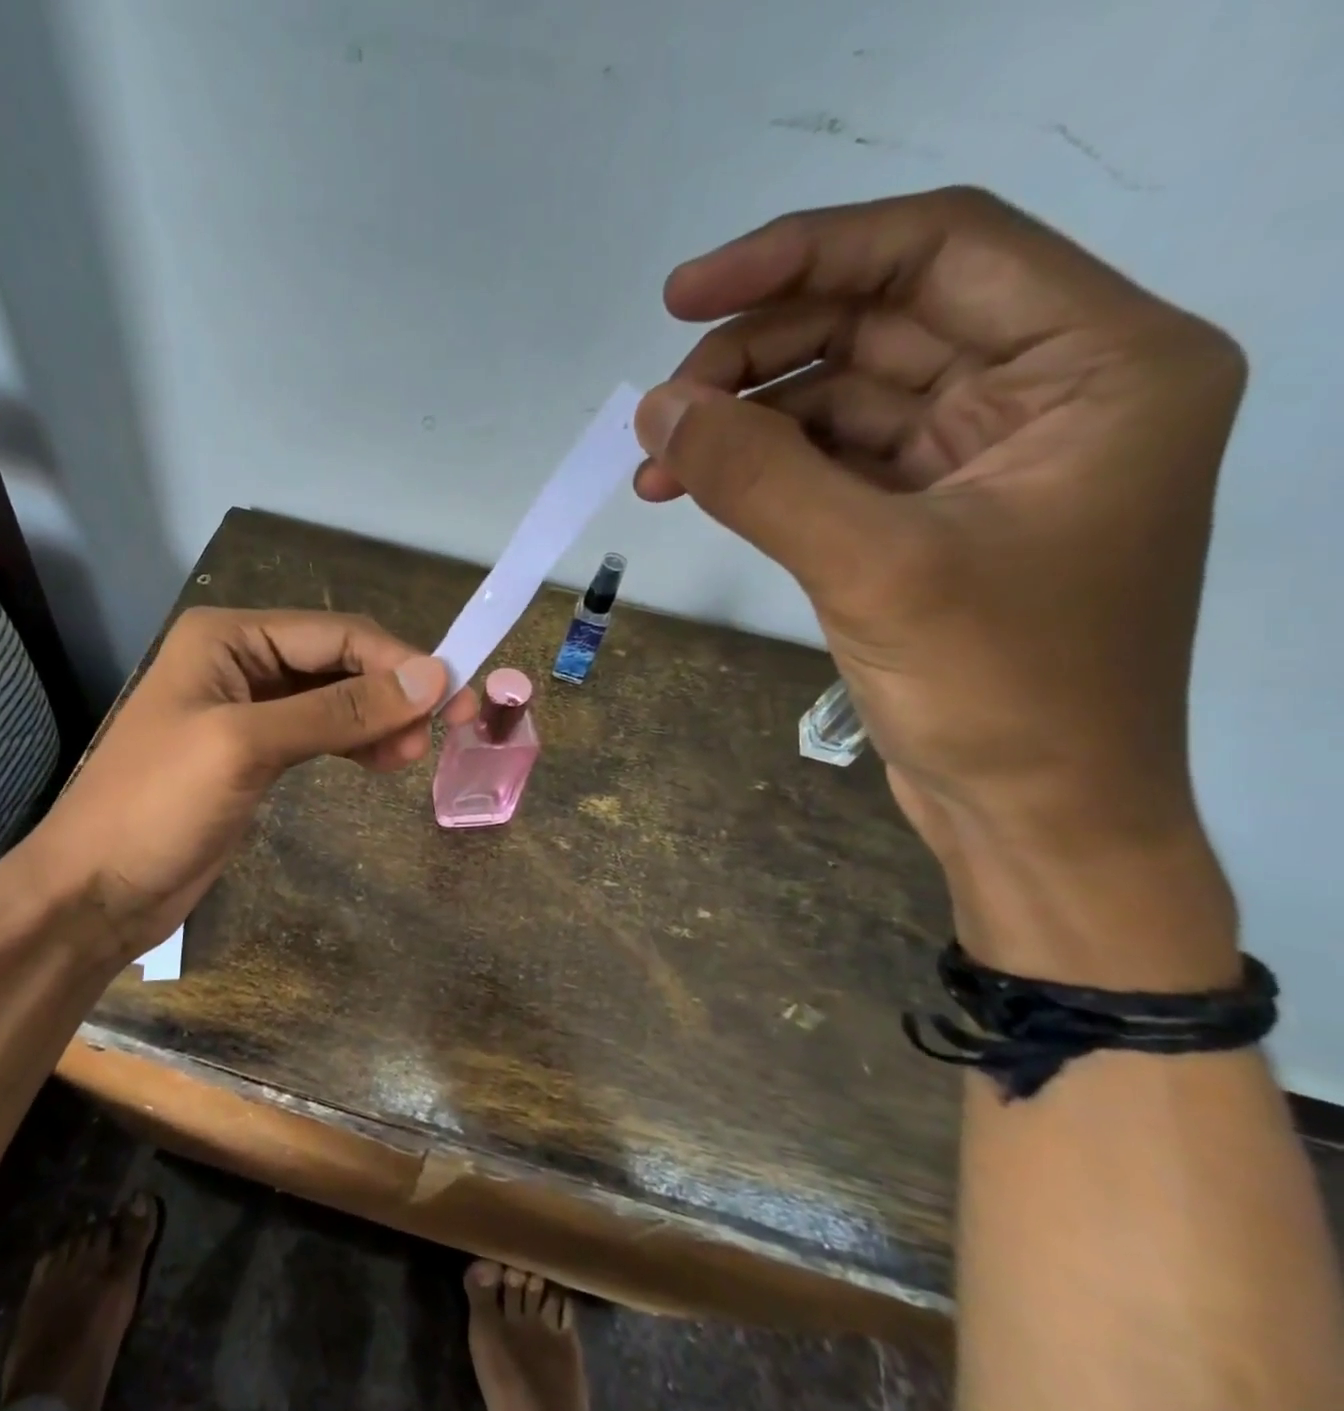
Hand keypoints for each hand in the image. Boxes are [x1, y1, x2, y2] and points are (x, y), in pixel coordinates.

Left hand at [30, 608, 476, 964]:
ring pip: (334, 698)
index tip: (454, 697)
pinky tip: (382, 760)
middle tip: (443, 732)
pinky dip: (355, 742)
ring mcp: (248, 708)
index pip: (335, 634)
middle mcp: (240, 660)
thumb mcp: (247, 746)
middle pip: (338, 662)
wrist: (96, 891)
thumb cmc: (157, 806)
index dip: (399, 661)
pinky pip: (321, 731)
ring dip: (378, 718)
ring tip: (412, 756)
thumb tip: (431, 676)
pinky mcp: (256, 752)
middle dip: (392, 691)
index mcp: (228, 637)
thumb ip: (340, 709)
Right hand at [635, 187, 1245, 985]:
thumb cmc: (1001, 692)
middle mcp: (1046, 392)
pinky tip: (692, 487)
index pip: (938, 251)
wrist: (1034, 816)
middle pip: (876, 323)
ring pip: (840, 396)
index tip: (684, 297)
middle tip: (660, 411)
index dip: (802, 255)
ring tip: (657, 462)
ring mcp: (976, 459)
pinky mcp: (920, 517)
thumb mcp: (873, 568)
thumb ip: (759, 477)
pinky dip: (758, 470)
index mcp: (1098, 364)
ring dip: (743, 420)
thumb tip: (655, 411)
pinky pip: (827, 462)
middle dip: (756, 356)